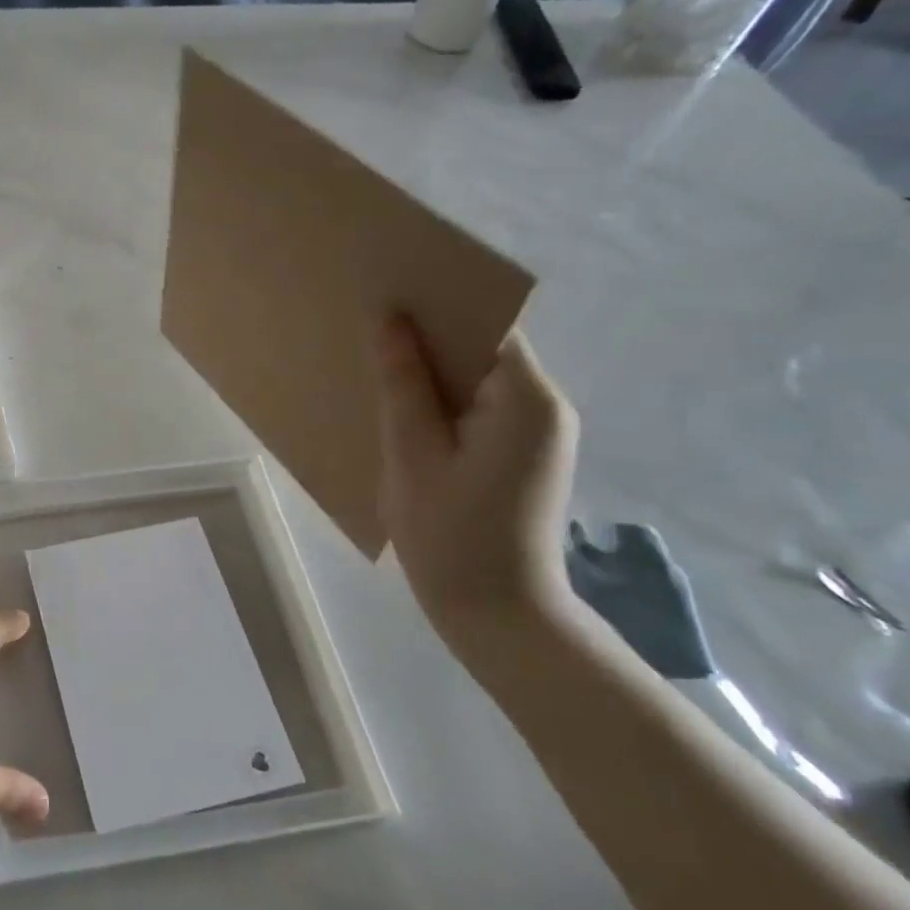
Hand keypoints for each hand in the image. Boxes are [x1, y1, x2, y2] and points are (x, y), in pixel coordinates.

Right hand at [374, 317, 586, 678]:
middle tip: (366, 328)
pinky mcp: (521, 452)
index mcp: (526, 399)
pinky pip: (477, 406)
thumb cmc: (449, 535)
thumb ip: (402, 383)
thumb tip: (389, 319)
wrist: (495, 614)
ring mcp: (536, 430)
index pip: (485, 325)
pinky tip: (399, 408)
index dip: (437, 305)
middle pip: (483, 347)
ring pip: (476, 378)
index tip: (385, 295)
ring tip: (373, 364)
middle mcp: (543, 404)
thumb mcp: (412, 454)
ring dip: (430, 370)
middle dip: (427, 336)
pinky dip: (440, 400)